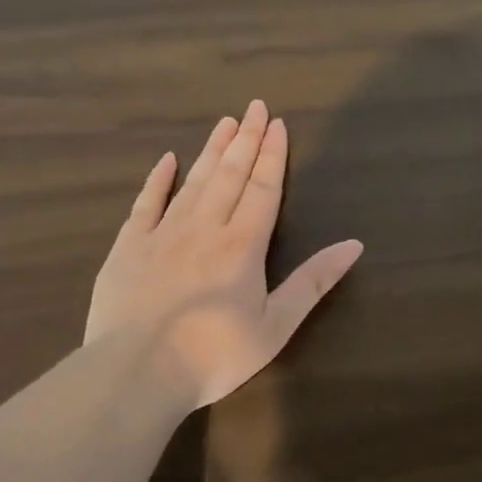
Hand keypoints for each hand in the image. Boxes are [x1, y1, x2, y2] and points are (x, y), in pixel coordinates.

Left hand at [86, 100, 362, 410]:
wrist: (135, 374)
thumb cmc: (214, 355)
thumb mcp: (275, 326)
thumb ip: (313, 282)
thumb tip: (354, 244)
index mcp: (242, 245)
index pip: (262, 189)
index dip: (272, 155)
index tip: (277, 124)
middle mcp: (204, 228)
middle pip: (229, 175)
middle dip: (245, 140)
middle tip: (254, 106)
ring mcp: (162, 234)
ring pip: (193, 182)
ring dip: (211, 150)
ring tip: (224, 122)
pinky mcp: (128, 248)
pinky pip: (146, 204)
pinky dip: (158, 180)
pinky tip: (167, 160)